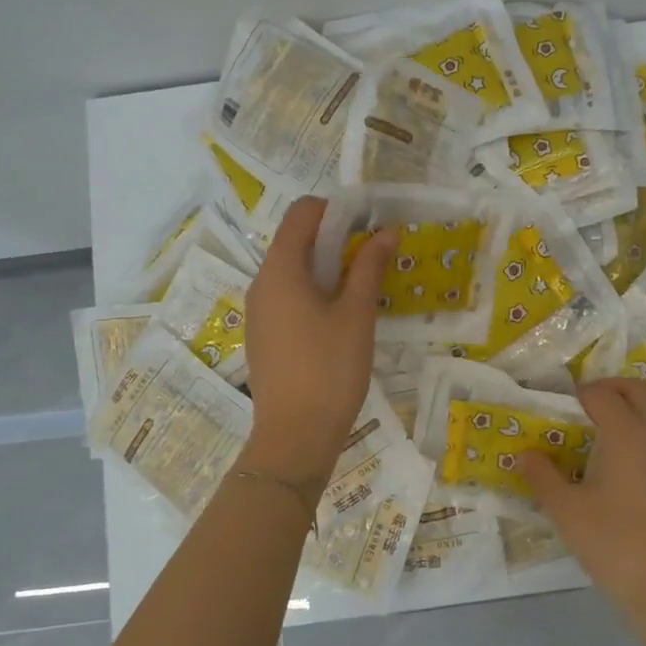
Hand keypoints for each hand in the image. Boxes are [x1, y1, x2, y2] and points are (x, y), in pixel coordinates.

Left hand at [241, 197, 397, 476]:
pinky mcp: (264, 335)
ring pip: (292, 270)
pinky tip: (340, 316)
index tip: (369, 224)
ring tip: (363, 285)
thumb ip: (369, 267)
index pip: (302, 213)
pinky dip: (314, 291)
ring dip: (327, 266)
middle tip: (374, 254)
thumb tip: (386, 231)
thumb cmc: (330, 369)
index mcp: (280, 270)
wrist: (295, 436)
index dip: (336, 209)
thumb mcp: (357, 314)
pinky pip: (288, 296)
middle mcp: (262, 283)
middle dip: (335, 238)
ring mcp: (259, 311)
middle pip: (295, 240)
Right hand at [519, 379, 645, 616]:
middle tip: (591, 403)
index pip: (601, 395)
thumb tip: (524, 454)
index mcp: (626, 433)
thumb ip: (543, 477)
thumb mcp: (566, 512)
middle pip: (638, 389)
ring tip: (629, 415)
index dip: (580, 394)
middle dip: (612, 388)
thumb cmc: (614, 546)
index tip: (565, 405)